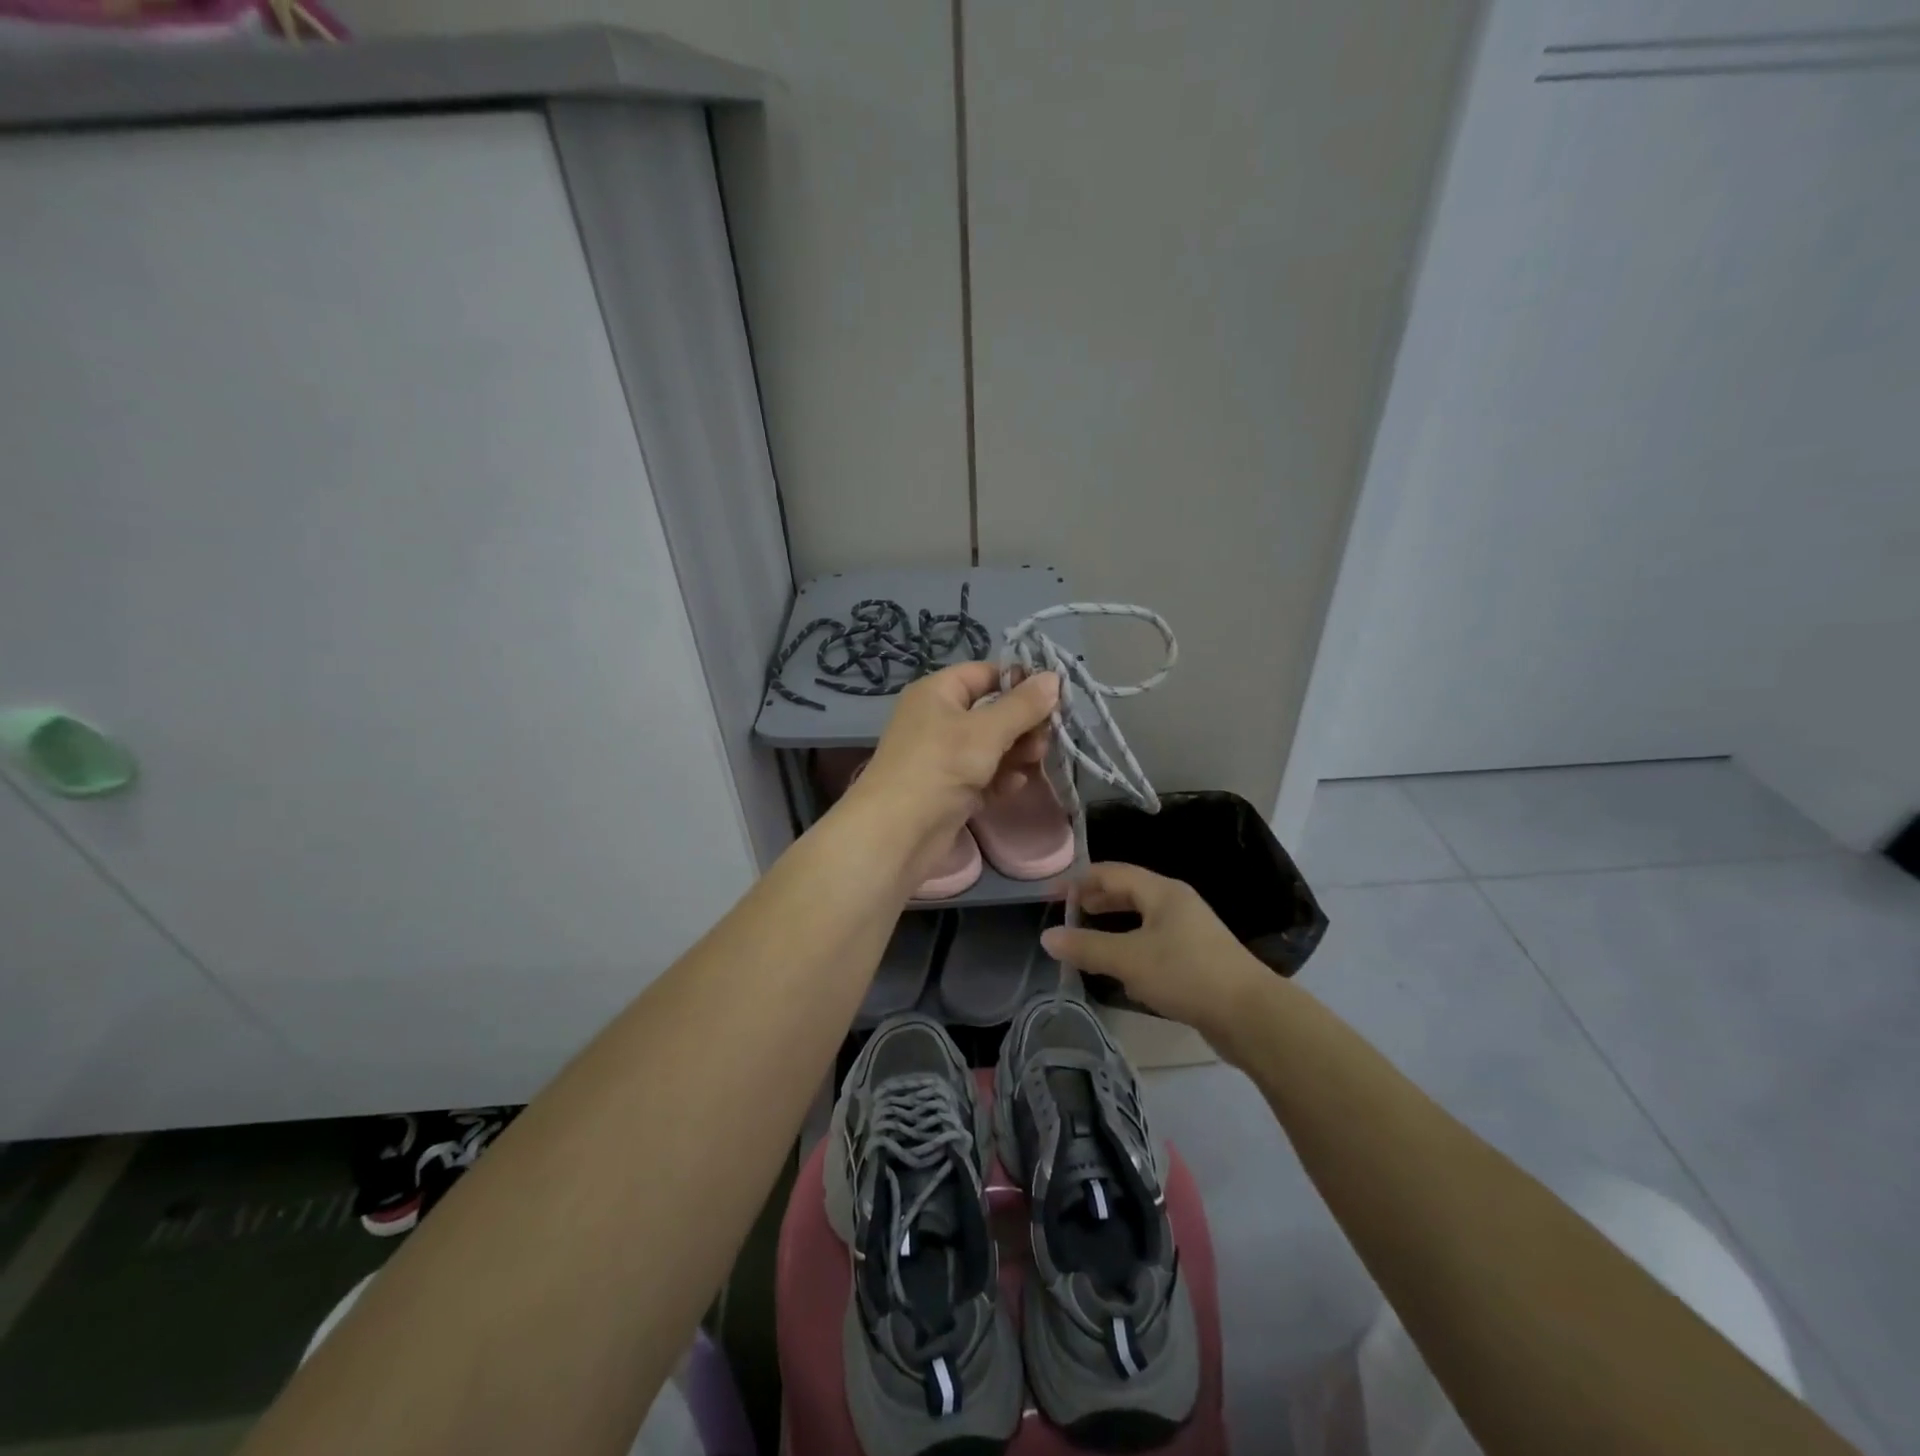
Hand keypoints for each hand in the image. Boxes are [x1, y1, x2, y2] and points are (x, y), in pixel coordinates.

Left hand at [842, 662, 1058, 884]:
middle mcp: (939, 719)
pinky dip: (1000, 778)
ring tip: (1033, 763)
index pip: (986, 674)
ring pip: (992, 745)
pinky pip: (984, 774)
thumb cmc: (940, 767)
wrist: (896, 833)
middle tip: (1044, 741)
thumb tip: (1054, 677)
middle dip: (1023, 724)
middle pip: (993, 711)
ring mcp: (943, 756)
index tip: (1055, 698)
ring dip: (1017, 753)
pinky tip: (1012, 787)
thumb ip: (1023, 705)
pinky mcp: (949, 788)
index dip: (1020, 682)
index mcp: (938, 692)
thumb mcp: (987, 731)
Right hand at [1041, 862, 1269, 1044]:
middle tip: (1069, 913)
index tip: (1052, 896)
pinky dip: (1132, 945)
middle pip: (1129, 891)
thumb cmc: (1186, 974)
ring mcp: (1190, 930)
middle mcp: (1177, 903)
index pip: (1112, 873)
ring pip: (1142, 918)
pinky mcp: (1197, 958)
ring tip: (1089, 937)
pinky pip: (1155, 941)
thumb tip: (1047, 937)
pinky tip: (1122, 968)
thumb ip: (1086, 947)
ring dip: (1114, 923)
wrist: (1250, 1014)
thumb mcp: (1129, 959)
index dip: (1079, 881)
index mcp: (1162, 892)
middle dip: (1097, 899)